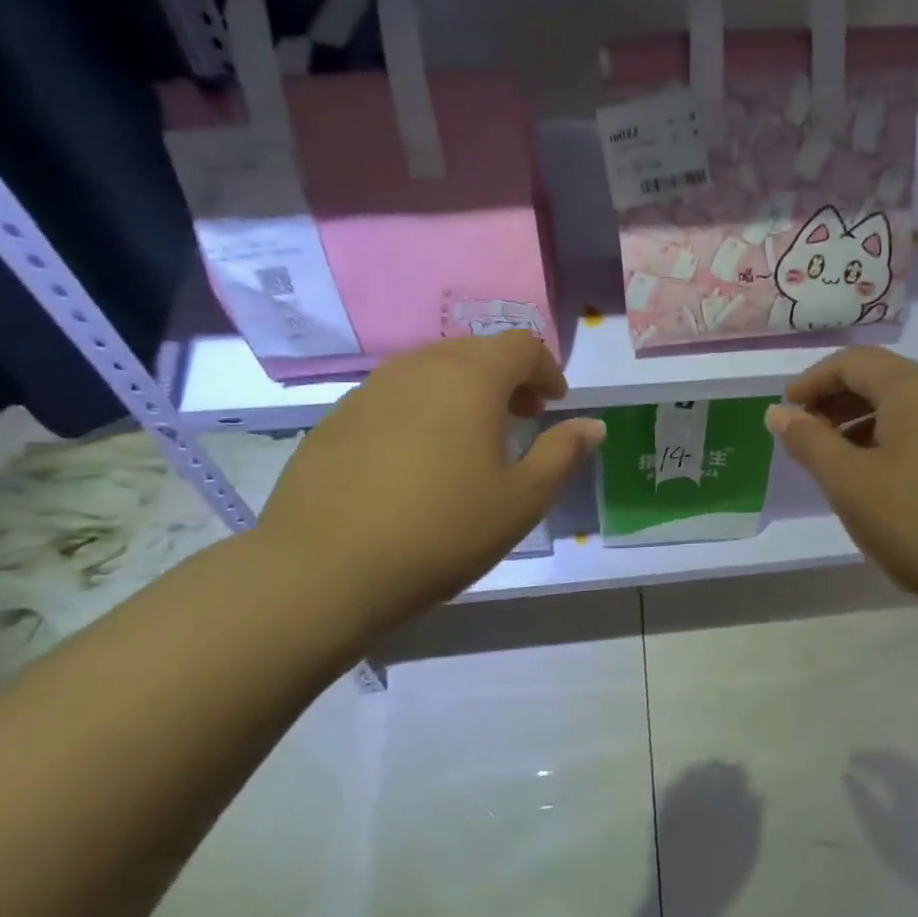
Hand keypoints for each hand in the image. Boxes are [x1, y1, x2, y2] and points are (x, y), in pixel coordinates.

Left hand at [253, 333, 603, 637]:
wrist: (325, 569)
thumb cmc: (442, 531)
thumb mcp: (521, 500)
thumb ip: (562, 454)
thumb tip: (592, 425)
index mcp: (470, 378)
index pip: (521, 346)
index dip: (546, 369)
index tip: (554, 405)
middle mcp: (419, 368)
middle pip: (475, 351)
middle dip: (508, 377)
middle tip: (523, 418)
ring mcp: (371, 389)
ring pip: (432, 371)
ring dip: (465, 391)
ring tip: (474, 438)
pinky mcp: (338, 417)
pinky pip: (396, 396)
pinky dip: (424, 409)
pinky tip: (420, 459)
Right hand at [766, 348, 917, 615]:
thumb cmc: (917, 521)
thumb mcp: (848, 482)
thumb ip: (809, 442)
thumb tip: (777, 412)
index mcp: (915, 387)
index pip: (854, 362)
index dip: (813, 380)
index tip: (786, 409)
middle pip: (883, 379)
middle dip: (838, 402)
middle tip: (808, 436)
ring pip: (909, 407)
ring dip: (866, 423)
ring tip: (841, 462)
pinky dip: (897, 440)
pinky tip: (885, 479)